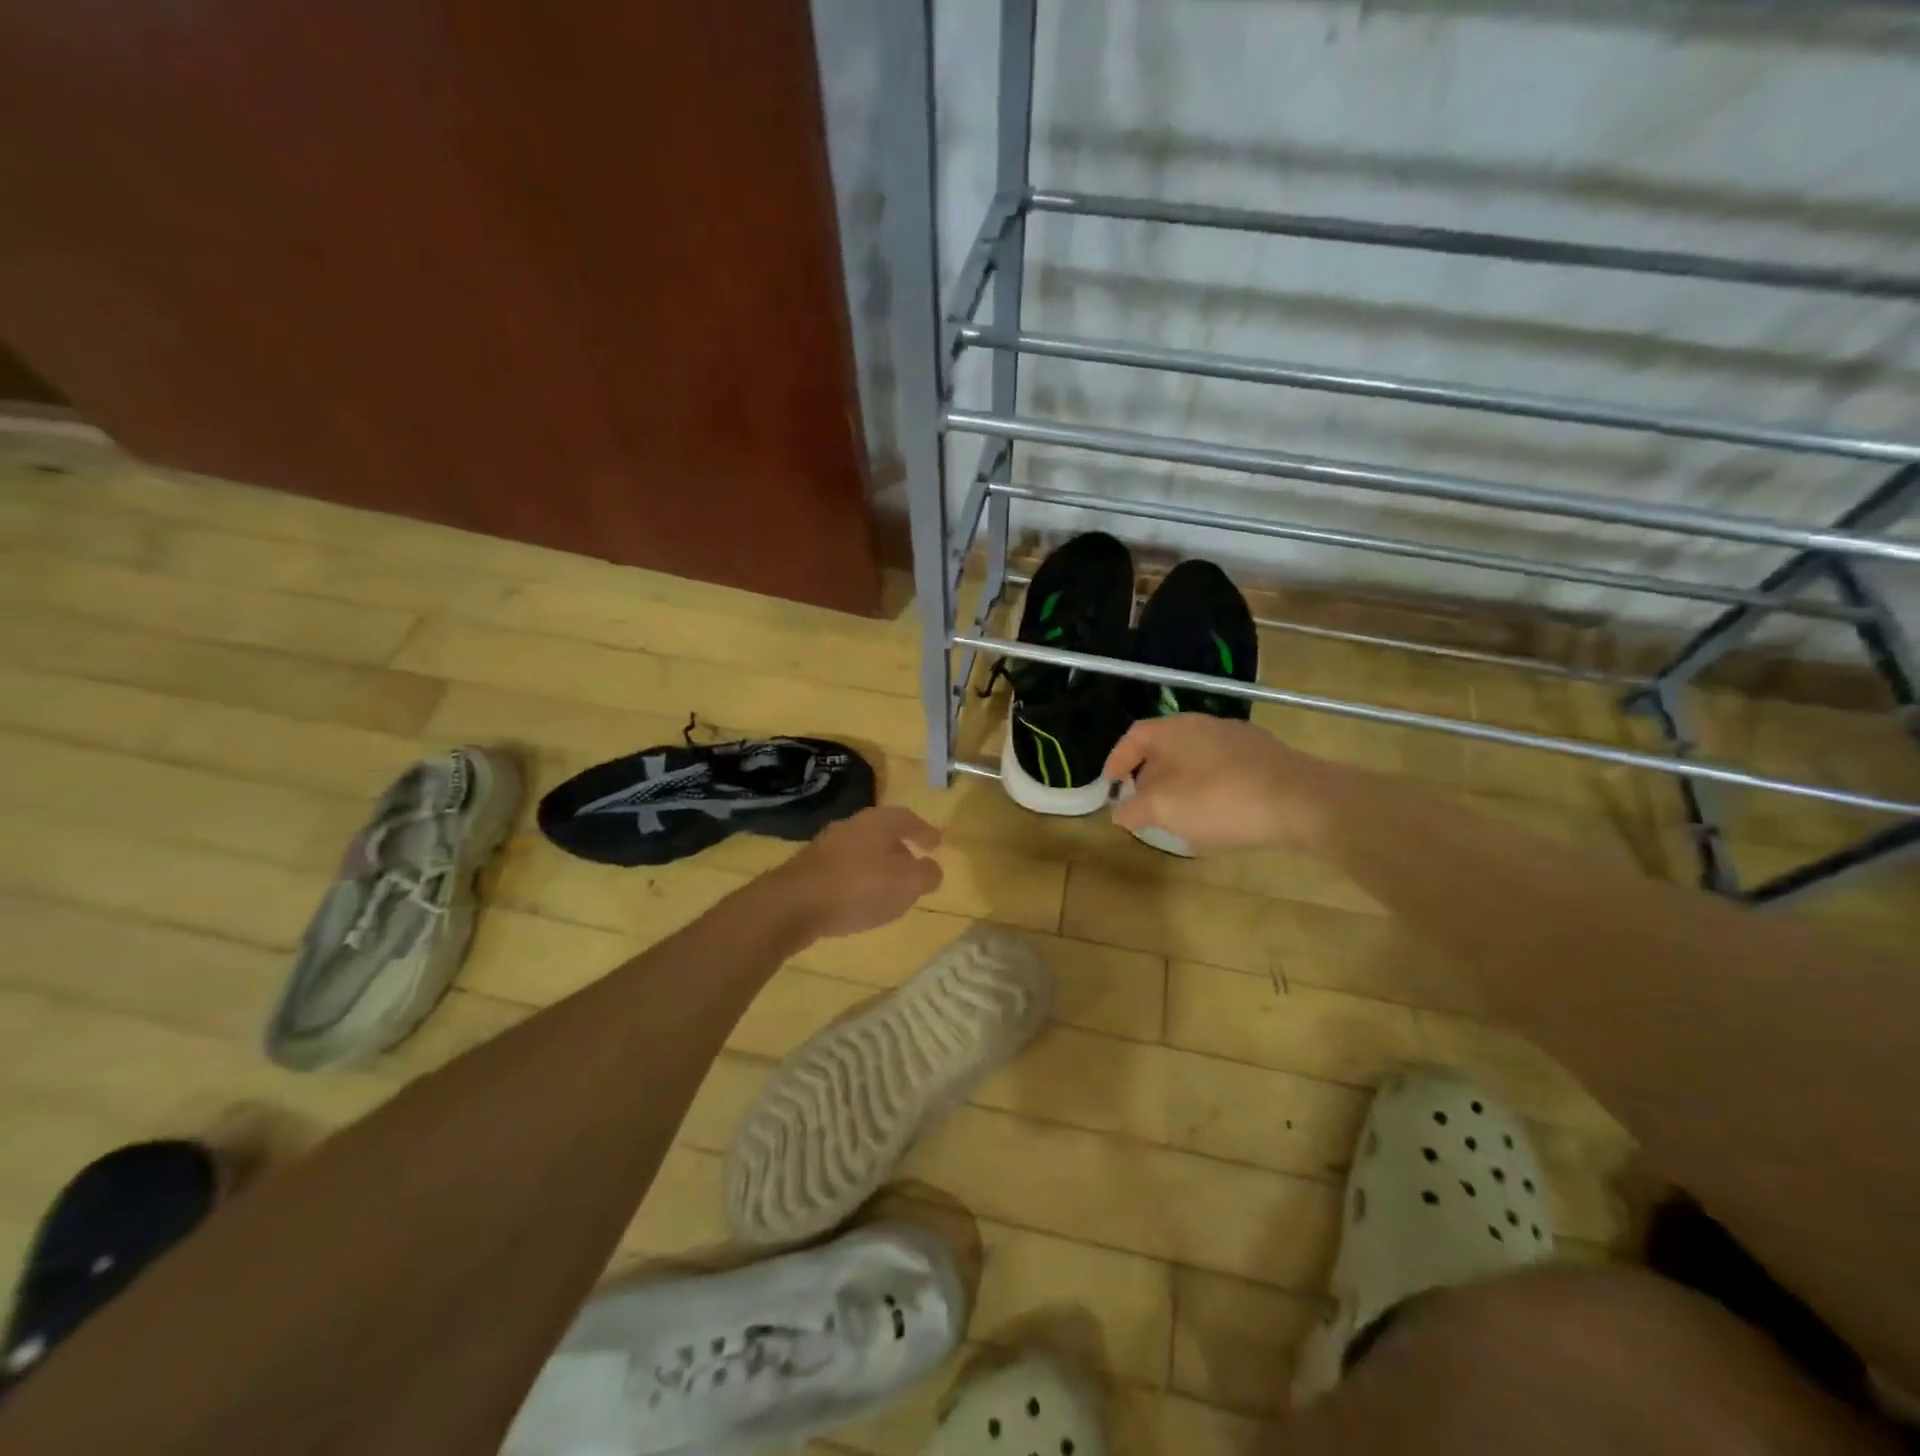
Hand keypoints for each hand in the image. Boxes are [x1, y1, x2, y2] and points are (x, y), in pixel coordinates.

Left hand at [767, 806, 944, 938]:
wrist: (793, 905)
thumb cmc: (859, 887)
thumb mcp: (907, 884)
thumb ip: (927, 874)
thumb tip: (932, 869)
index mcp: (878, 821)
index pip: (908, 818)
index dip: (925, 831)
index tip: (937, 844)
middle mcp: (852, 825)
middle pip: (883, 832)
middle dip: (900, 848)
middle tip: (914, 865)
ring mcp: (826, 845)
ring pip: (862, 850)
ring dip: (878, 865)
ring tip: (889, 887)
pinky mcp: (808, 868)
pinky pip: (843, 868)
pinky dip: (858, 879)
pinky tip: (860, 898)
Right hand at [1103, 714, 1337, 854]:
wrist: (1303, 802)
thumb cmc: (1222, 800)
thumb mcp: (1166, 810)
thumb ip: (1135, 810)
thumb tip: (1119, 811)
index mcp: (1175, 730)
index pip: (1135, 736)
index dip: (1117, 759)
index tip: (1109, 785)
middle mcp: (1205, 726)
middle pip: (1165, 747)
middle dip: (1149, 777)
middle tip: (1142, 805)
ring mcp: (1239, 740)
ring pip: (1196, 760)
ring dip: (1181, 786)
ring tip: (1178, 817)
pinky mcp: (1266, 758)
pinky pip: (1223, 772)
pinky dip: (1210, 790)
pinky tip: (1218, 818)